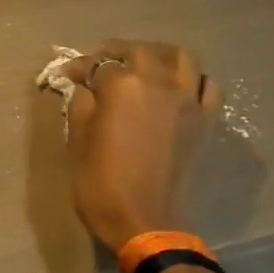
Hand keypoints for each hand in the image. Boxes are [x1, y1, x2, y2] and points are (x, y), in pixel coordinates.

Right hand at [60, 39, 221, 250]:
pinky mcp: (204, 120)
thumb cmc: (100, 183)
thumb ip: (81, 106)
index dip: (79, 68)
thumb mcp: (77, 141)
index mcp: (122, 87)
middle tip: (100, 63)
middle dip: (116, 52)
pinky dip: (192, 79)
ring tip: (142, 64)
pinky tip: (176, 87)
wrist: (143, 220)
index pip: (97, 65)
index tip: (68, 74)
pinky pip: (206, 85)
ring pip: (180, 57)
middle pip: (139, 52)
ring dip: (157, 54)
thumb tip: (84, 87)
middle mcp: (159, 83)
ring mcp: (187, 100)